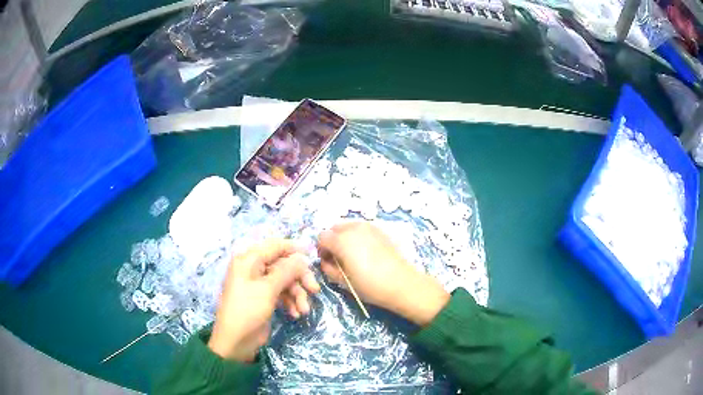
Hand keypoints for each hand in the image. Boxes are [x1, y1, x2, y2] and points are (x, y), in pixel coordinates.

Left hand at [208, 240, 319, 361]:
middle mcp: (253, 269)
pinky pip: (282, 293)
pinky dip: (291, 302)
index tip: (313, 254)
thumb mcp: (268, 289)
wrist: (236, 341)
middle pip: (283, 265)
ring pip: (285, 281)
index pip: (274, 246)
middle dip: (299, 278)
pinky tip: (295, 314)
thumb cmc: (247, 310)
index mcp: (248, 260)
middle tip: (315, 290)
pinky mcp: (264, 298)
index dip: (294, 248)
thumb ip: (286, 271)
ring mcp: (259, 285)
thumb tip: (302, 257)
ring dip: (297, 294)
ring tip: (304, 310)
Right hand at [318, 222, 448, 326]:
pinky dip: (358, 236)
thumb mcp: (343, 281)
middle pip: (334, 228)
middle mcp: (353, 228)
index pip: (321, 237)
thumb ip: (328, 268)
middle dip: (332, 241)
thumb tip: (325, 261)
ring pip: (349, 226)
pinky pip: (362, 229)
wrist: (401, 283)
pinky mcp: (380, 230)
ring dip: (345, 237)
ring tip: (352, 255)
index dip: (321, 249)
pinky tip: (366, 252)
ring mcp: (368, 227)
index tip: (328, 261)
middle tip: (339, 258)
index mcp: (341, 240)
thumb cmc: (369, 285)